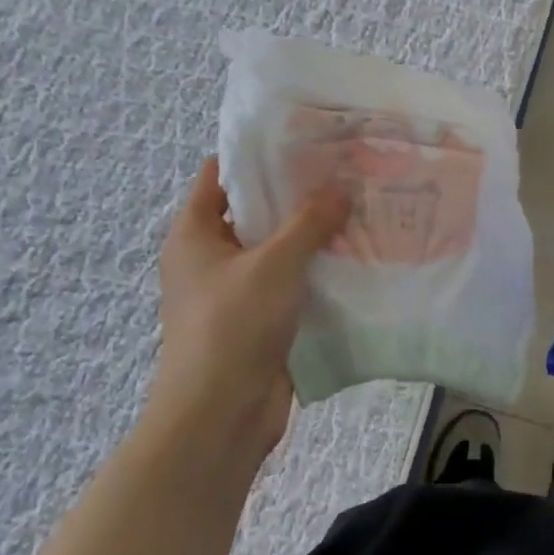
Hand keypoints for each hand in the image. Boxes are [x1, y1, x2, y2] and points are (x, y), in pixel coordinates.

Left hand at [148, 159, 349, 463]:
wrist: (220, 415)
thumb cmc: (233, 326)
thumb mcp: (275, 263)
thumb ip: (309, 222)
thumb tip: (340, 188)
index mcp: (195, 234)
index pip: (220, 175)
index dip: (256, 154)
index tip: (304, 139)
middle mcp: (210, 258)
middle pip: (253, 211)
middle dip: (295, 194)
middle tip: (344, 172)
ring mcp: (234, 291)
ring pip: (276, 250)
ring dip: (311, 235)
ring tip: (358, 208)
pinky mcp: (259, 321)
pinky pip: (289, 284)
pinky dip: (315, 271)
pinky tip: (354, 257)